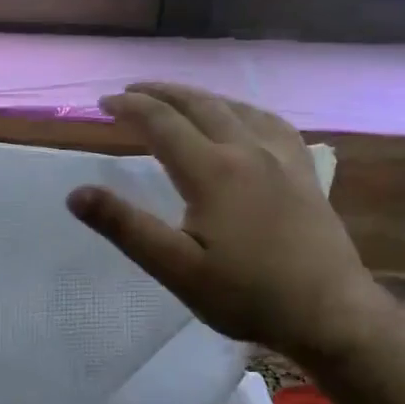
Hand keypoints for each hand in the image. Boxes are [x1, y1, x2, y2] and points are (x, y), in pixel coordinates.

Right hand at [68, 82, 388, 364]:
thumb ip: (125, 228)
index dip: (129, 108)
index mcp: (213, 171)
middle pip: (199, 105)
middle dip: (160, 93)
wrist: (329, 312)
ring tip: (176, 98)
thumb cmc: (245, 295)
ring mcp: (282, 158)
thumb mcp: (176, 269)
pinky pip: (270, 123)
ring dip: (199, 97)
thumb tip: (76, 194)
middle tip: (131, 91)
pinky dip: (243, 110)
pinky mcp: (303, 173)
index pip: (162, 123)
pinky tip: (243, 118)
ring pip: (235, 108)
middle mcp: (247, 151)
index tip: (103, 103)